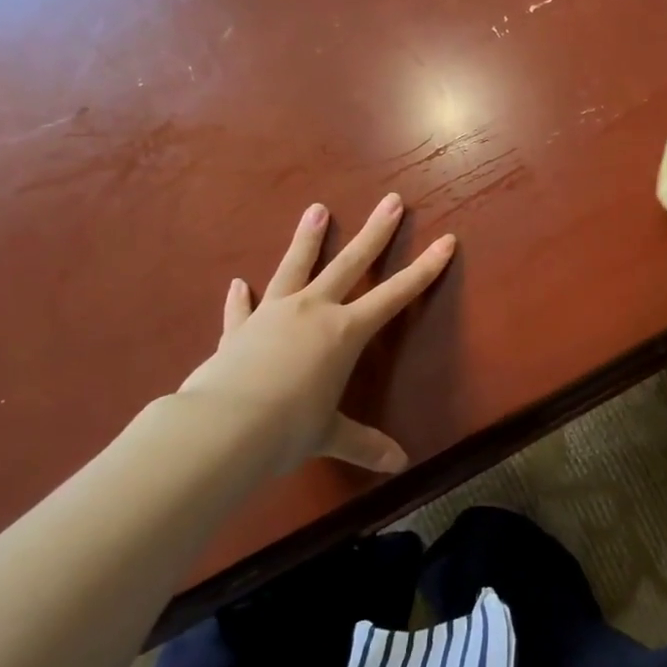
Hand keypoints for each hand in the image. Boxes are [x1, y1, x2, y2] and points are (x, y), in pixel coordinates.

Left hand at [174, 194, 455, 476]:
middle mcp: (313, 311)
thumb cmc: (287, 429)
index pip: (396, 294)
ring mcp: (273, 314)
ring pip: (295, 267)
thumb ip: (364, 444)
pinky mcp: (238, 329)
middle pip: (350, 262)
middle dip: (375, 232)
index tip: (446, 240)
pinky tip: (237, 282)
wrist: (220, 429)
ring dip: (308, 238)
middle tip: (392, 200)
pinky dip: (241, 297)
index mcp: (345, 331)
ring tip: (316, 208)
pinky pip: (242, 308)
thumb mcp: (329, 436)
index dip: (424, 269)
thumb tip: (399, 466)